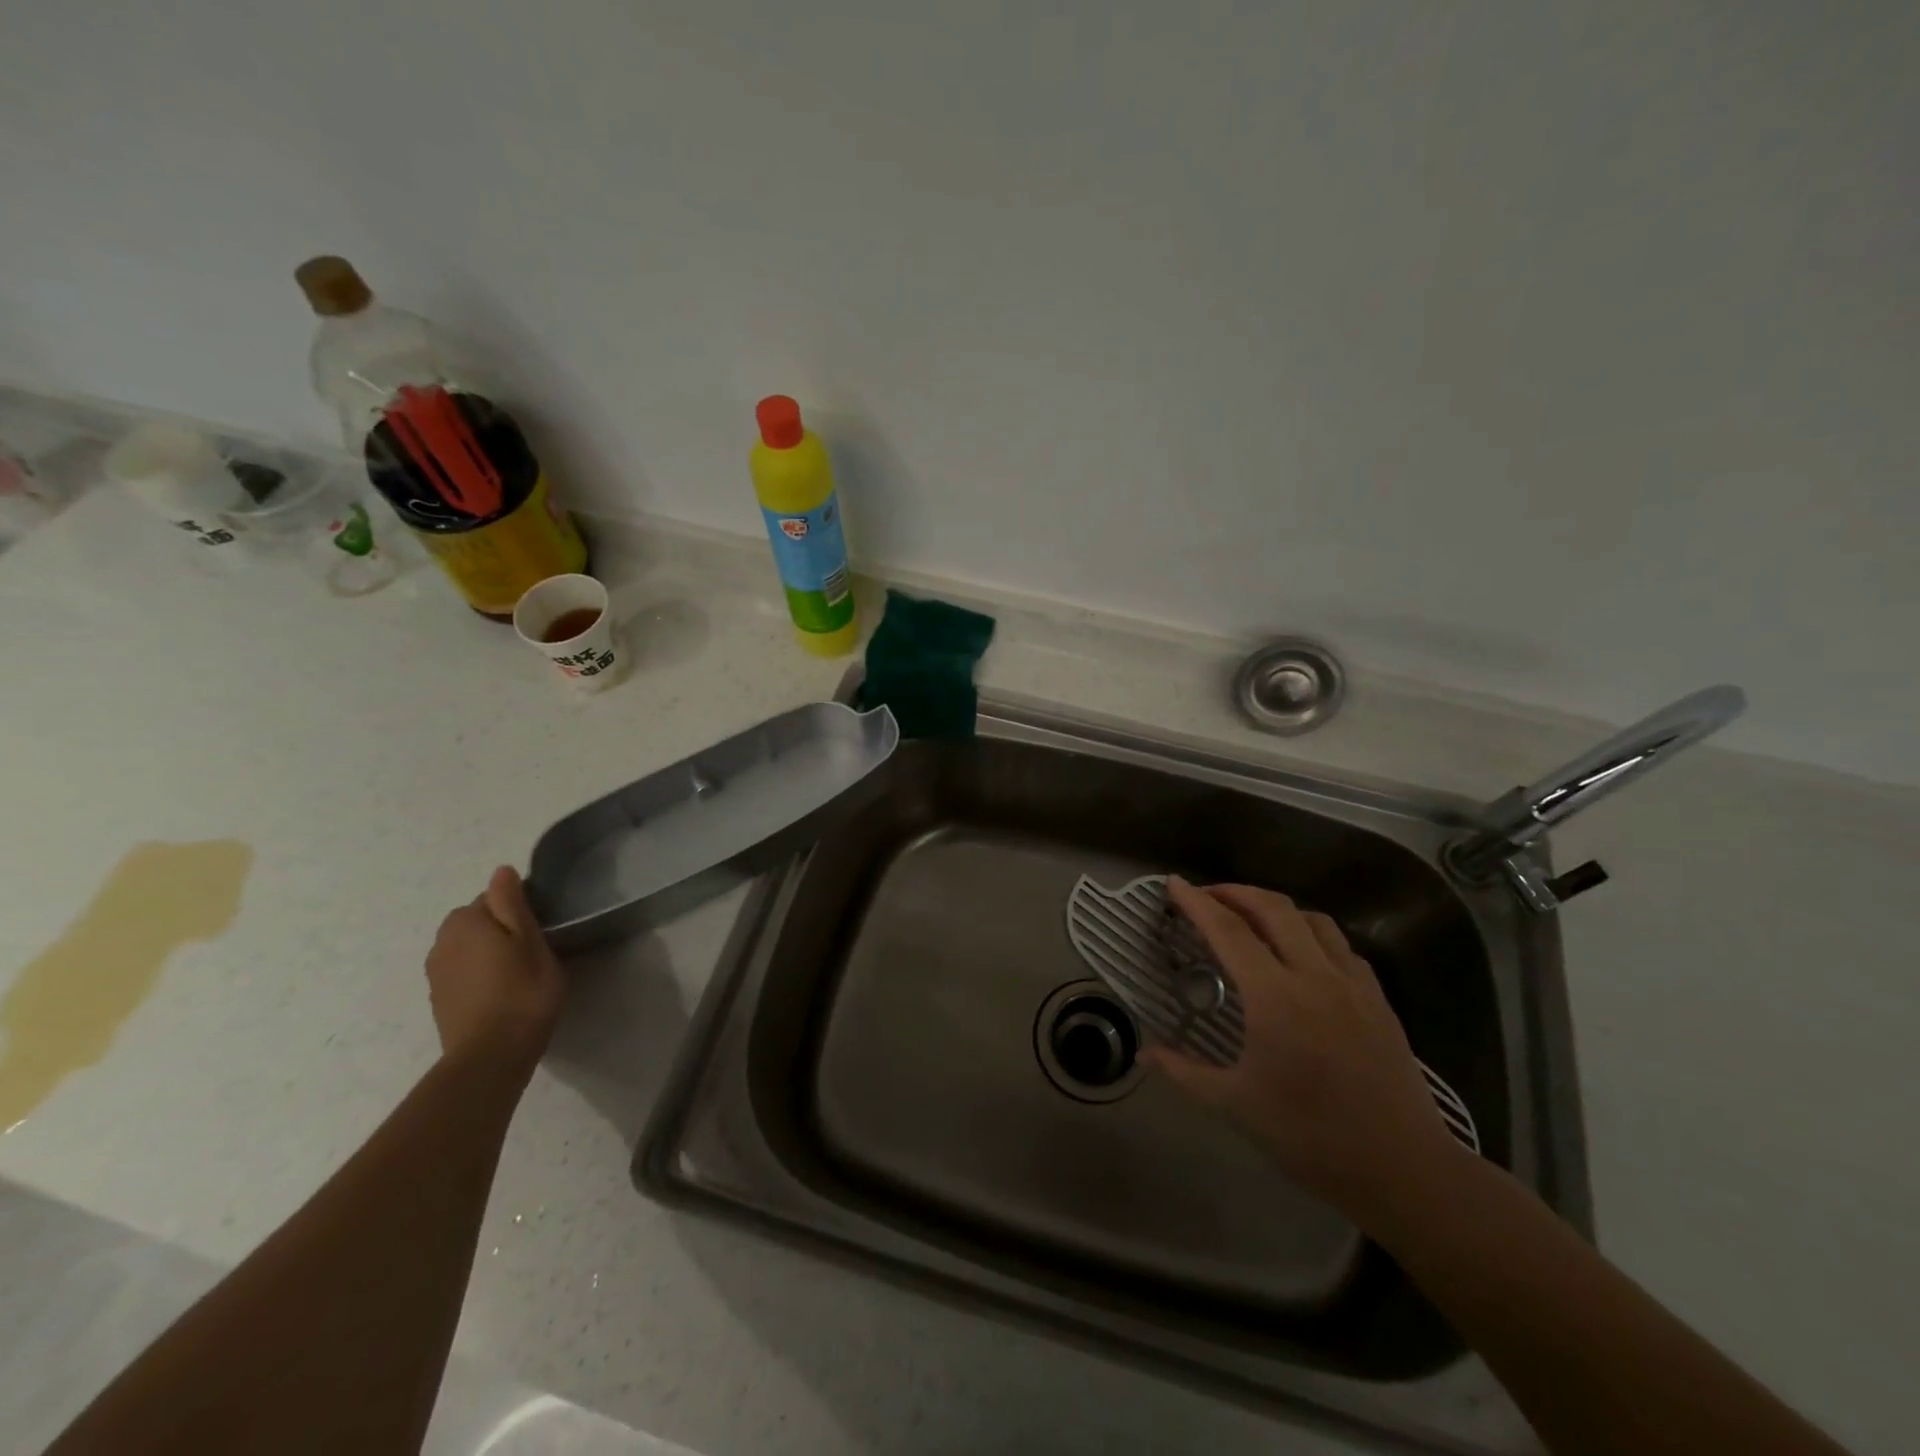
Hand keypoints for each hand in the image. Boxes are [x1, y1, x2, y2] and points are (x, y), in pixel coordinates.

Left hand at [424, 866, 565, 1076]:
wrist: (491, 1055)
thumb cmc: (522, 990)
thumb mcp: (530, 939)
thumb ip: (512, 902)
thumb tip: (501, 870)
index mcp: (465, 921)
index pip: (493, 897)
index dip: (519, 909)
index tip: (540, 927)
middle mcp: (441, 942)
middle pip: (476, 922)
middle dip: (499, 928)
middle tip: (532, 949)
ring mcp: (436, 974)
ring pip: (468, 948)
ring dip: (487, 953)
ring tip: (517, 972)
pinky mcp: (439, 1001)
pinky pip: (462, 973)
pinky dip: (479, 976)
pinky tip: (500, 993)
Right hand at [1143, 878, 1462, 1221]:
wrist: (1404, 1170)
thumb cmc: (1311, 1137)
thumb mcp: (1236, 1106)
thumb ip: (1185, 1072)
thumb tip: (1144, 1051)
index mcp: (1276, 998)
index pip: (1228, 931)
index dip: (1197, 902)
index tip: (1174, 883)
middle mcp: (1315, 976)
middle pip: (1273, 908)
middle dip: (1235, 892)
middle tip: (1206, 896)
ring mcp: (1353, 985)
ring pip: (1311, 919)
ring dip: (1274, 907)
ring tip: (1250, 917)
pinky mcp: (1378, 999)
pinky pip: (1340, 945)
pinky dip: (1310, 932)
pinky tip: (1300, 952)